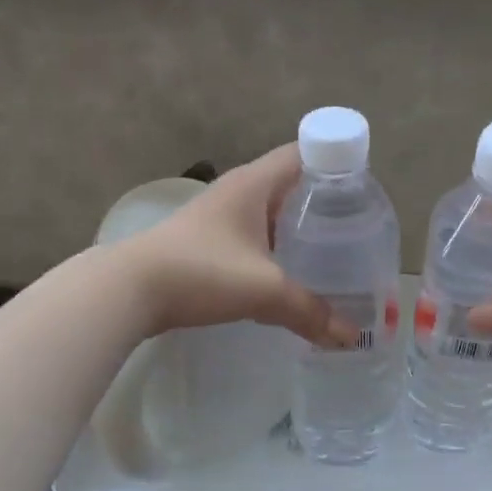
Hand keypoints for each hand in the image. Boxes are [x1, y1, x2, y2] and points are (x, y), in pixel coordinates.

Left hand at [116, 144, 356, 345]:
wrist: (128, 290)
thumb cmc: (200, 272)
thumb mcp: (263, 290)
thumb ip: (310, 312)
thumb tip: (349, 337)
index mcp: (255, 183)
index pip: (306, 153)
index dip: (337, 165)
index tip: (363, 193)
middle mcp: (238, 191)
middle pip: (292, 184)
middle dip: (324, 204)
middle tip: (355, 231)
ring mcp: (219, 216)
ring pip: (271, 213)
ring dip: (298, 229)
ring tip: (330, 254)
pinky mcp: (207, 241)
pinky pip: (253, 235)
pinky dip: (275, 248)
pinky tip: (288, 274)